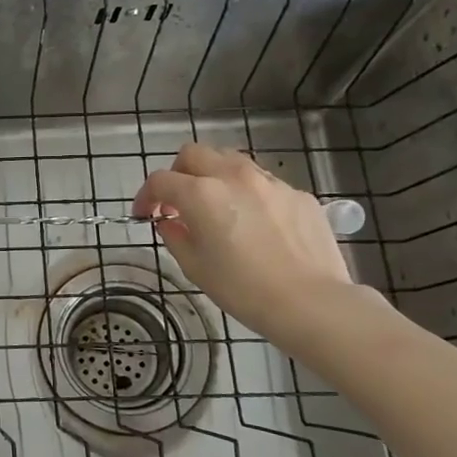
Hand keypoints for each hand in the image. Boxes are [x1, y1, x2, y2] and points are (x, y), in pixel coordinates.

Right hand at [133, 143, 356, 338]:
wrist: (310, 302)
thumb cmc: (242, 289)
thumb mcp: (194, 267)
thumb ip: (175, 236)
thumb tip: (170, 222)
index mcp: (201, 193)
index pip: (160, 180)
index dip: (146, 196)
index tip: (145, 214)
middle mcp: (234, 176)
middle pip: (194, 154)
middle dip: (178, 174)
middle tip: (178, 202)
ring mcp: (270, 182)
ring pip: (231, 161)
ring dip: (214, 176)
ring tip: (216, 207)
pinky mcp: (298, 194)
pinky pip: (263, 183)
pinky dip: (248, 194)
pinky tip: (255, 224)